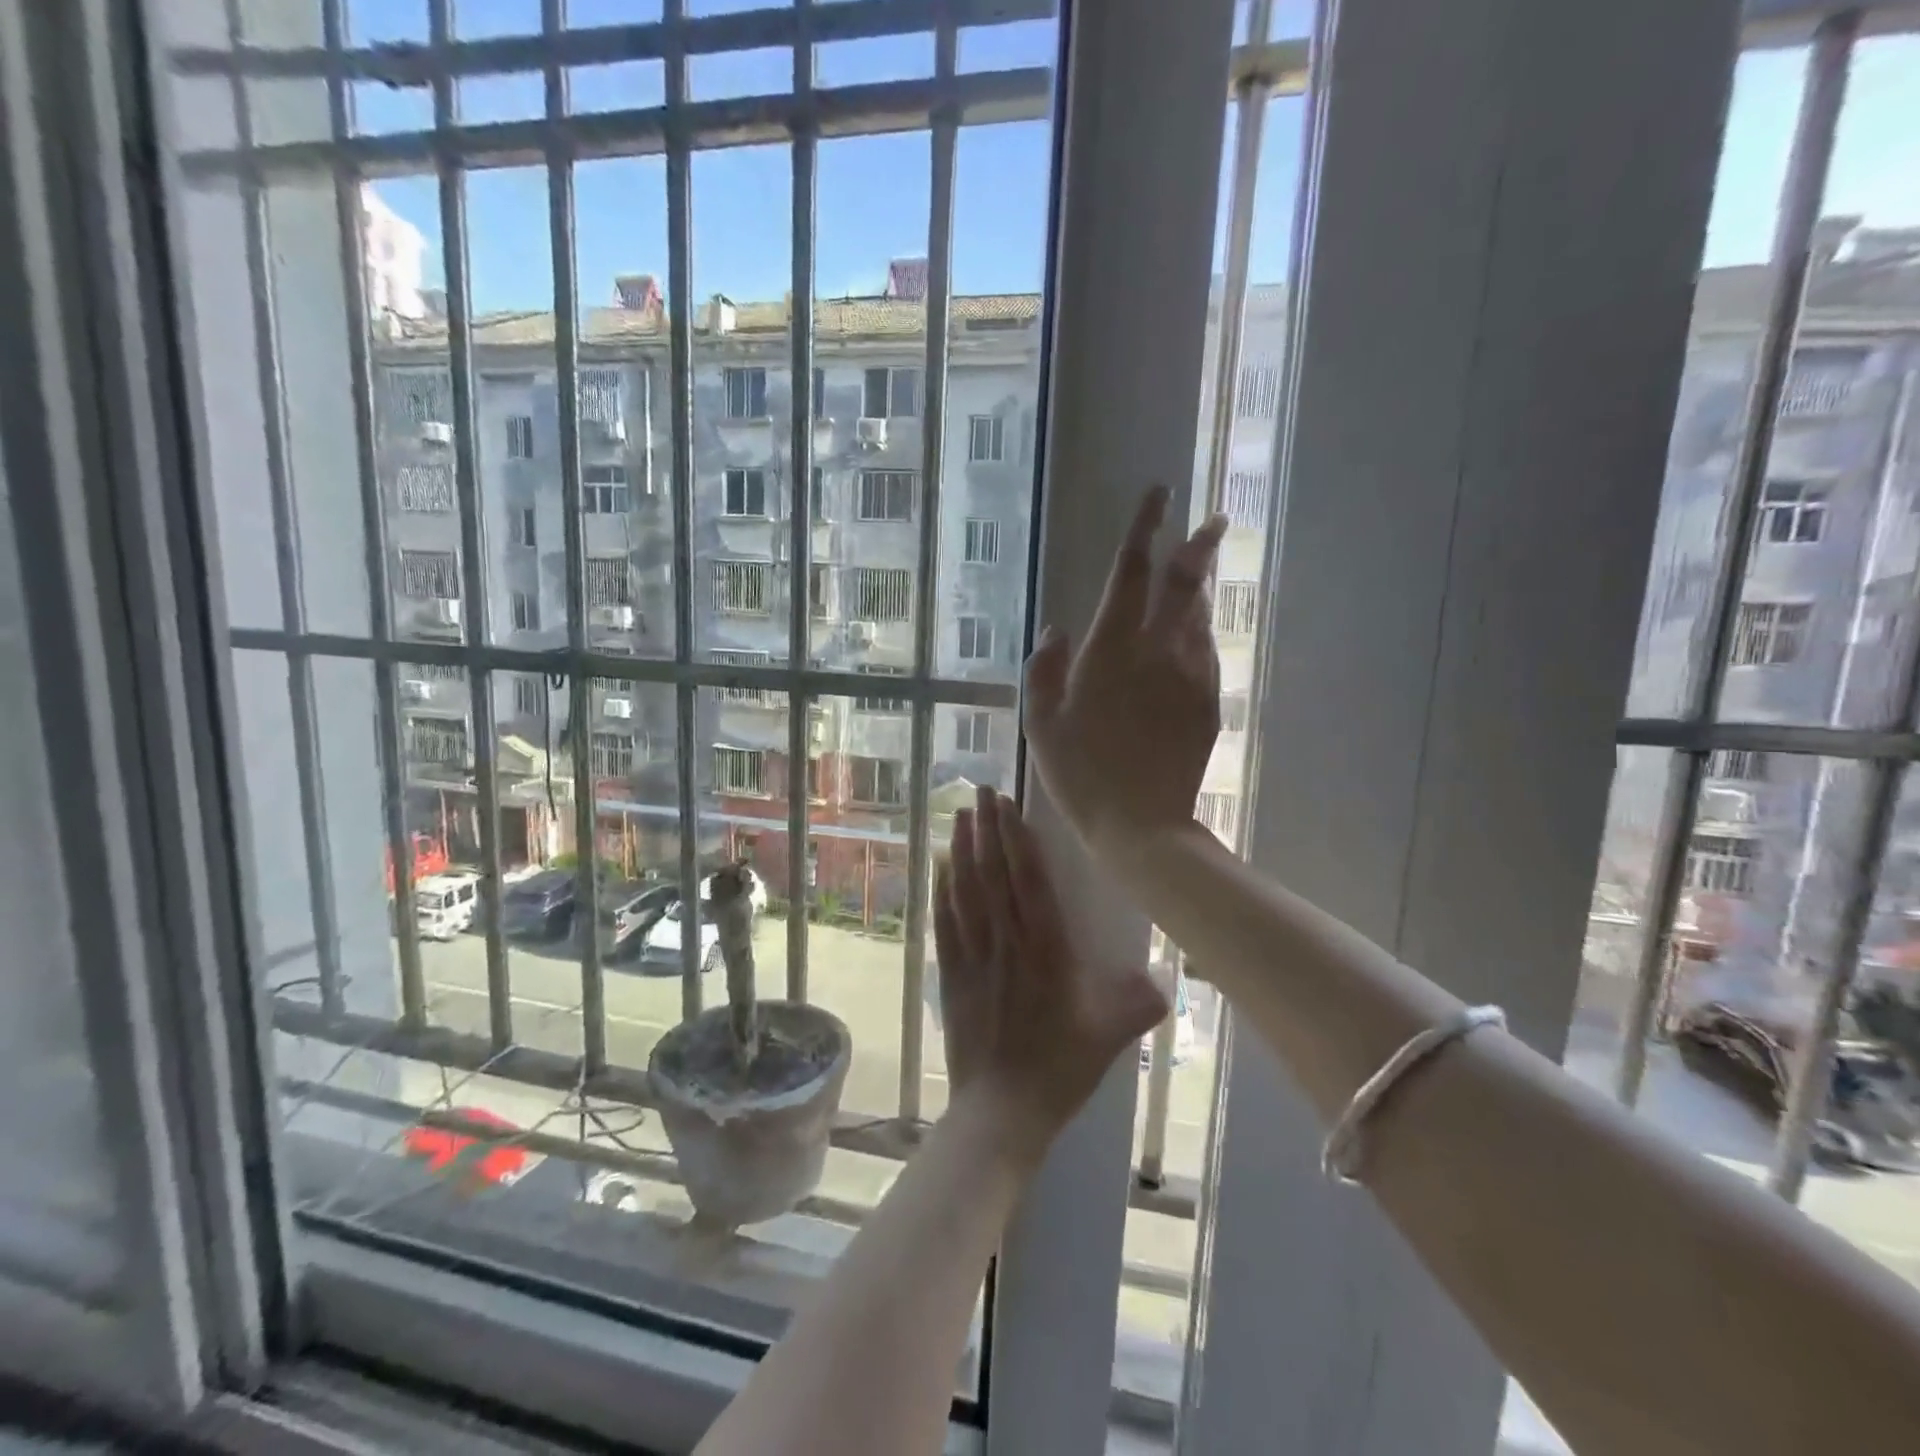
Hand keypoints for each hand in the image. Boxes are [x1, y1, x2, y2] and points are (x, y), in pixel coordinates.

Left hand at [934, 787, 1166, 1158]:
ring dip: (961, 850)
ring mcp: (974, 956)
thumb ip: (1140, 1002)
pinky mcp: (951, 974)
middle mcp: (1006, 941)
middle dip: (985, 829)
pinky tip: (940, 868)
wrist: (1003, 1110)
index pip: (1028, 878)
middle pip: (991, 873)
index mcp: (1046, 948)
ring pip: (965, 890)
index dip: (1015, 836)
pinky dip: (942, 890)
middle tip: (980, 792)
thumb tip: (1164, 981)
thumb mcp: (1112, 1035)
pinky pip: (944, 922)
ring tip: (960, 816)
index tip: (1006, 804)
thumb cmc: (1061, 1068)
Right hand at [1023, 486, 1228, 859]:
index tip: (1159, 494)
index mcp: (1111, 650)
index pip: (1131, 572)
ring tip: (1201, 571)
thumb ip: (1044, 669)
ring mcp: (1190, 675)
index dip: (1143, 528)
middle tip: (1212, 520)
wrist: (1141, 824)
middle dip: (1197, 545)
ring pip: (1201, 616)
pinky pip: (1207, 653)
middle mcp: (1157, 651)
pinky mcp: (1208, 702)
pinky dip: (1202, 633)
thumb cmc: (1079, 774)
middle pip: (1184, 583)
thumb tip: (1059, 629)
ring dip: (1201, 588)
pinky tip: (1197, 634)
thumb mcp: (1041, 723)